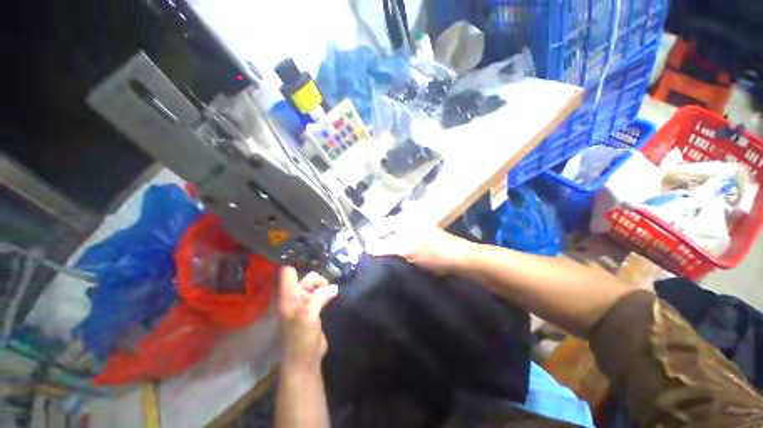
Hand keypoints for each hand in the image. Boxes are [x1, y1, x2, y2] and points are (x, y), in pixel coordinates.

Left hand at [277, 267, 337, 371]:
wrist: (305, 359)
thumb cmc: (301, 338)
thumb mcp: (308, 314)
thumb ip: (320, 297)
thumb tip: (334, 287)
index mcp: (288, 296)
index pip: (288, 273)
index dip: (297, 264)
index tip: (312, 260)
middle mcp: (295, 297)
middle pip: (306, 278)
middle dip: (318, 279)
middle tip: (328, 288)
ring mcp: (305, 304)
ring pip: (315, 287)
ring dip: (324, 286)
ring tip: (333, 291)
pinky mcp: (314, 310)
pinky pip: (321, 295)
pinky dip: (327, 292)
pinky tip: (334, 294)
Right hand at [366, 225, 471, 274]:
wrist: (458, 258)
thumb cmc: (431, 252)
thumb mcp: (406, 250)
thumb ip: (385, 248)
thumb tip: (367, 247)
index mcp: (403, 221)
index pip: (382, 227)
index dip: (375, 240)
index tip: (371, 255)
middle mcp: (409, 223)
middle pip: (389, 234)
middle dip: (383, 246)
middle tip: (379, 261)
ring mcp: (417, 231)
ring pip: (398, 240)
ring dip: (393, 250)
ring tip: (389, 263)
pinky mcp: (423, 240)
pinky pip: (407, 244)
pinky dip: (402, 252)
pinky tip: (402, 262)